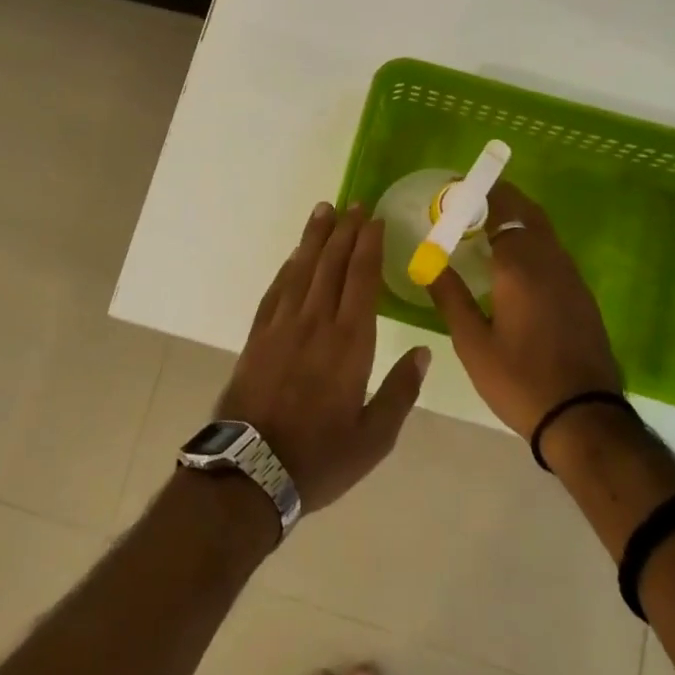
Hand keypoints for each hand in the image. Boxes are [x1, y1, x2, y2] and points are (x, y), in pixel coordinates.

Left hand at [215, 202, 430, 512]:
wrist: (251, 469)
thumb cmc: (321, 458)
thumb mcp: (374, 438)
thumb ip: (400, 392)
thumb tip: (422, 352)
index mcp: (350, 344)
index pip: (362, 280)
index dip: (368, 246)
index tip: (374, 220)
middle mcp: (316, 323)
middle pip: (332, 265)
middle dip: (344, 231)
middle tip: (353, 204)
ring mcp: (282, 326)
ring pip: (302, 270)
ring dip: (314, 238)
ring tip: (324, 210)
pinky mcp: (258, 335)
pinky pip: (276, 290)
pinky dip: (287, 267)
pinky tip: (294, 256)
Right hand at [425, 181, 624, 438]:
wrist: (584, 418)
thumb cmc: (519, 381)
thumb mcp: (472, 342)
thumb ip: (450, 296)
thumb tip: (428, 261)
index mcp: (519, 267)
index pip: (500, 212)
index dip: (479, 195)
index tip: (456, 189)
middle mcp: (549, 262)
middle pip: (527, 213)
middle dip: (501, 199)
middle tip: (470, 201)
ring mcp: (571, 278)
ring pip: (544, 232)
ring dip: (517, 219)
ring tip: (487, 228)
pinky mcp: (582, 296)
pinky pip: (553, 252)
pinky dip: (531, 242)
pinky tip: (514, 263)